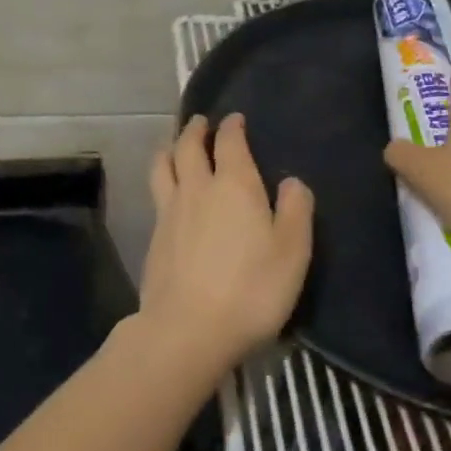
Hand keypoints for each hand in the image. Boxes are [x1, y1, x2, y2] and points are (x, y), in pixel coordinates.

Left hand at [140, 113, 313, 376]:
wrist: (188, 331)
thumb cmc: (251, 289)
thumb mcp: (292, 252)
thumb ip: (296, 211)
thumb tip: (292, 182)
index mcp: (235, 185)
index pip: (230, 142)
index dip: (232, 127)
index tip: (235, 119)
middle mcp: (198, 188)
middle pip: (189, 147)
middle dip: (195, 130)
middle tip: (200, 122)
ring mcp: (170, 212)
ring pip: (163, 167)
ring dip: (170, 149)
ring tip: (174, 145)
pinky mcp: (154, 239)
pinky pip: (156, 195)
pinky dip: (162, 181)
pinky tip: (167, 193)